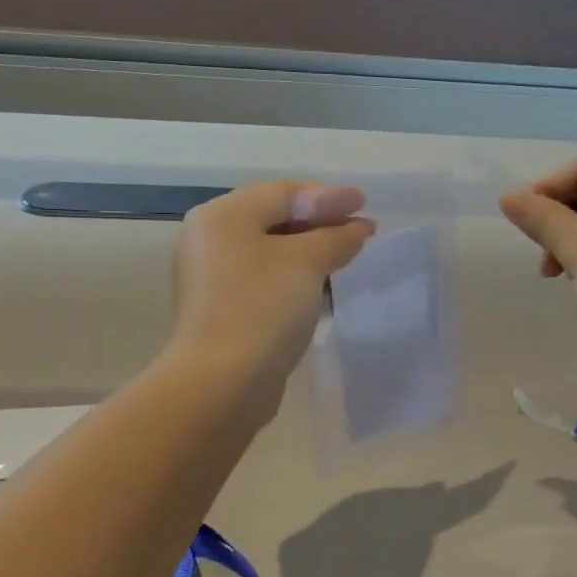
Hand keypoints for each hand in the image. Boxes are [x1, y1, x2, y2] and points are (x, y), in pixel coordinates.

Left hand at [170, 180, 373, 402]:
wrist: (222, 382)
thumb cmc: (263, 307)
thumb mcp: (307, 262)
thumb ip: (336, 237)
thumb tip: (357, 229)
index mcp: (223, 216)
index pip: (283, 193)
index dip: (328, 197)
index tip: (365, 204)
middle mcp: (211, 241)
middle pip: (274, 221)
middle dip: (321, 225)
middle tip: (361, 231)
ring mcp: (212, 279)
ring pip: (271, 255)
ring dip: (311, 255)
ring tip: (348, 260)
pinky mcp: (222, 313)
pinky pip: (265, 284)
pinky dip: (295, 281)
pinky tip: (323, 291)